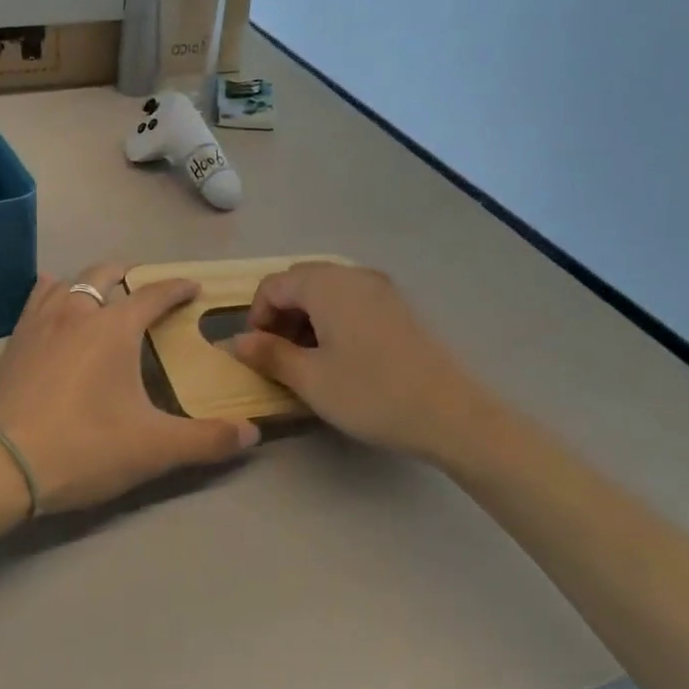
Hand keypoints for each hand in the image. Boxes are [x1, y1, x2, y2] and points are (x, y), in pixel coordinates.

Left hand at [0, 263, 259, 513]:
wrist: (2, 466)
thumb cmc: (84, 448)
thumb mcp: (154, 448)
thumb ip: (206, 440)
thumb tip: (251, 434)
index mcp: (114, 327)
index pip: (154, 295)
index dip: (177, 288)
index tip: (193, 286)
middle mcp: (77, 312)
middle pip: (106, 273)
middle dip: (131, 274)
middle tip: (147, 287)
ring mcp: (40, 322)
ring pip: (69, 281)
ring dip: (91, 281)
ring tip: (103, 292)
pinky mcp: (14, 341)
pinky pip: (37, 299)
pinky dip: (53, 292)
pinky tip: (53, 301)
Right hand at [229, 262, 482, 457]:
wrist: (451, 413)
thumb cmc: (371, 394)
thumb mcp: (310, 379)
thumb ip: (269, 354)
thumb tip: (237, 341)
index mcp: (326, 284)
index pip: (273, 285)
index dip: (256, 316)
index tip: (257, 353)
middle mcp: (352, 275)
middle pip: (300, 282)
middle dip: (281, 315)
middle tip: (279, 356)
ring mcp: (380, 288)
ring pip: (327, 292)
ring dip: (306, 318)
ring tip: (308, 360)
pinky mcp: (398, 307)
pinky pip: (352, 301)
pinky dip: (333, 319)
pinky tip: (340, 356)